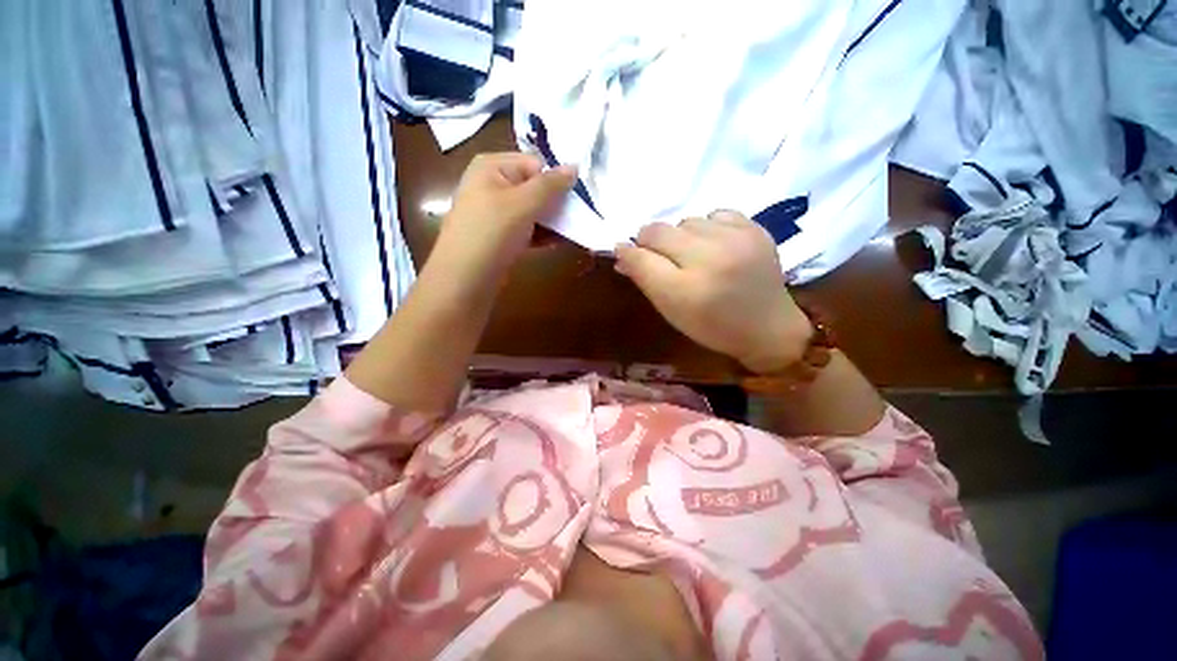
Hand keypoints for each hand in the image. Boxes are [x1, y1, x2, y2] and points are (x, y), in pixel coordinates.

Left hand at [432, 153, 575, 283]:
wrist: (466, 279)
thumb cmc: (492, 232)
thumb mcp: (523, 203)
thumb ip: (550, 184)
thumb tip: (575, 167)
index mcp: (492, 167)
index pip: (534, 164)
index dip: (555, 179)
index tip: (575, 199)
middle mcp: (492, 185)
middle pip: (534, 188)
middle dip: (556, 203)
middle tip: (577, 217)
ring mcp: (496, 213)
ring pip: (532, 211)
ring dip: (552, 222)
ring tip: (572, 232)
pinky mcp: (501, 236)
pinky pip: (526, 229)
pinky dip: (541, 235)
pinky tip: (558, 243)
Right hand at [614, 210, 813, 373]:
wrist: (768, 327)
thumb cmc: (712, 327)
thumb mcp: (672, 312)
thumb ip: (645, 280)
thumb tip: (622, 253)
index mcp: (685, 292)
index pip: (640, 258)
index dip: (627, 252)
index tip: (624, 251)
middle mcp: (709, 260)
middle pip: (657, 231)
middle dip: (648, 241)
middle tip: (657, 254)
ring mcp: (735, 240)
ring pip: (685, 221)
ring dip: (680, 236)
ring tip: (693, 255)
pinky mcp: (755, 229)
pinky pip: (714, 214)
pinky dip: (707, 228)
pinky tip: (715, 245)